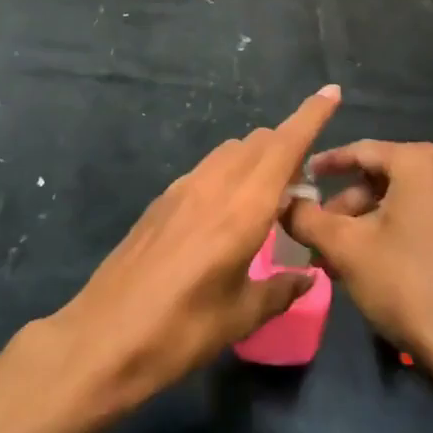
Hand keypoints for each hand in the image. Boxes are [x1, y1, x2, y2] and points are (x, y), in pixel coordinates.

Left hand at [50, 85, 341, 413]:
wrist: (101, 340)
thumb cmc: (180, 331)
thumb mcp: (240, 317)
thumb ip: (280, 290)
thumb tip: (306, 276)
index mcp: (243, 208)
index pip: (284, 145)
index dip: (311, 116)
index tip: (332, 92)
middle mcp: (215, 184)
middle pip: (260, 141)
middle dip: (288, 146)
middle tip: (302, 186)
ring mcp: (184, 188)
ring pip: (232, 150)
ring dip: (257, 158)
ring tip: (266, 200)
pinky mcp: (162, 199)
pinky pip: (208, 168)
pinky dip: (230, 173)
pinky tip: (226, 214)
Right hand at [282, 141, 432, 369]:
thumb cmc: (405, 281)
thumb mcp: (346, 247)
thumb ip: (307, 218)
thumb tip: (283, 203)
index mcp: (418, 161)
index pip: (359, 150)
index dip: (324, 165)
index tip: (297, 178)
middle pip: (376, 177)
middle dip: (341, 206)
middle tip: (312, 233)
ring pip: (392, 201)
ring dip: (358, 224)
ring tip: (330, 259)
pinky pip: (413, 217)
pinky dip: (383, 233)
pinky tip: (360, 266)